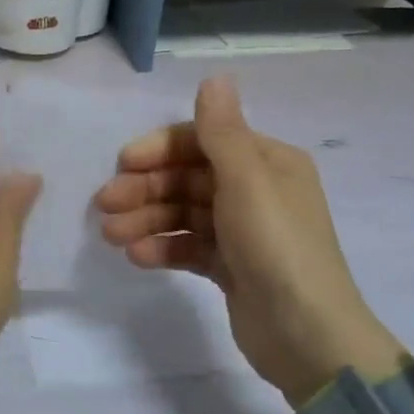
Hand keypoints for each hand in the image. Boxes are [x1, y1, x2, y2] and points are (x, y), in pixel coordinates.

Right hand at [93, 76, 404, 404]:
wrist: (308, 337)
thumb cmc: (276, 246)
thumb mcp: (247, 181)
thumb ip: (221, 132)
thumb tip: (215, 76)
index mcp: (266, 162)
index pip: (202, 141)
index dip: (159, 149)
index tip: (122, 164)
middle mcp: (255, 190)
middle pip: (188, 177)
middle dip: (145, 189)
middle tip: (105, 205)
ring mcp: (242, 230)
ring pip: (183, 213)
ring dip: (147, 220)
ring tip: (112, 237)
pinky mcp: (231, 266)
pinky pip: (189, 246)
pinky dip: (164, 248)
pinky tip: (138, 257)